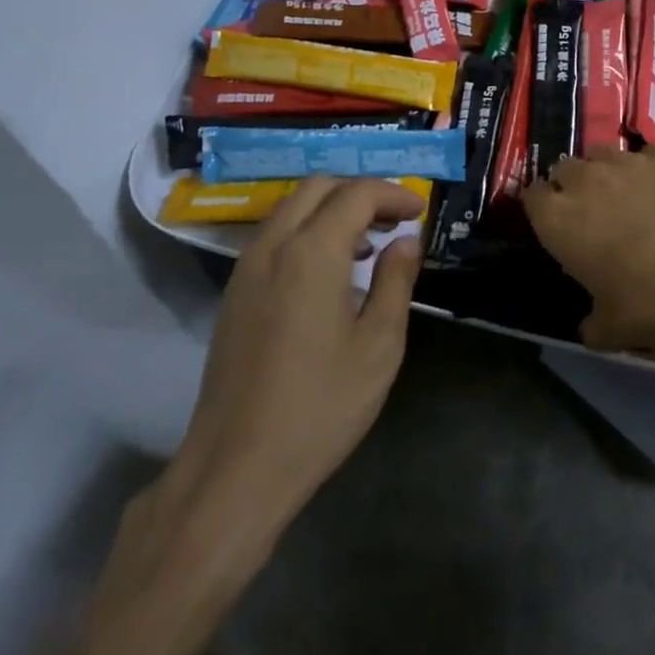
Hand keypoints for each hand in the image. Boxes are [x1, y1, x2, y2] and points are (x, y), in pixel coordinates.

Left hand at [168, 176, 427, 536]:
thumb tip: (406, 240)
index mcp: (311, 252)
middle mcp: (272, 246)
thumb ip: (396, 281)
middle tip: (395, 220)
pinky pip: (274, 236)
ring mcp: (246, 269)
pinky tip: (329, 273)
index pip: (356, 194)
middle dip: (361, 193)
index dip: (393, 193)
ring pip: (291, 208)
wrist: (236, 467)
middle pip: (318, 187)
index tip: (420, 211)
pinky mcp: (234, 293)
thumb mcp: (378, 345)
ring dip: (332, 210)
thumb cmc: (320, 407)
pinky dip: (307, 231)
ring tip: (368, 245)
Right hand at [522, 146, 654, 364]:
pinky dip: (652, 172)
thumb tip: (591, 325)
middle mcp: (587, 180)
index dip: (542, 209)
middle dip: (572, 186)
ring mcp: (630, 161)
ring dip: (608, 174)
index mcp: (560, 220)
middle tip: (594, 214)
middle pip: (565, 169)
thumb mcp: (616, 331)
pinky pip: (649, 156)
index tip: (556, 226)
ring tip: (632, 199)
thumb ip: (592, 323)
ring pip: (604, 155)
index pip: (530, 197)